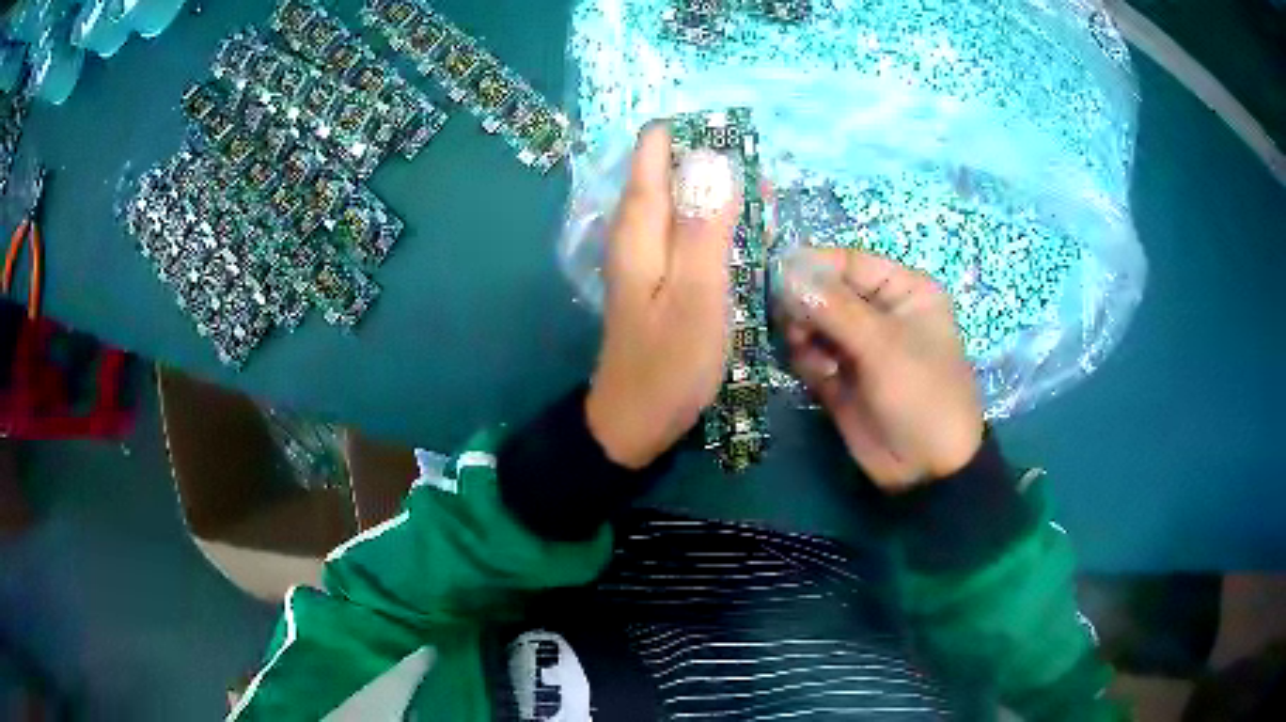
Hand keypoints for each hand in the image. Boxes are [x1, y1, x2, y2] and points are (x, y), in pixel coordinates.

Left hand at [585, 124, 740, 468]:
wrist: (637, 421)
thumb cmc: (669, 363)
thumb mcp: (696, 294)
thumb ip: (704, 227)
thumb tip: (712, 159)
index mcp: (639, 227)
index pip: (653, 152)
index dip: (690, 131)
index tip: (736, 126)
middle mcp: (638, 232)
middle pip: (671, 173)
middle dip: (714, 160)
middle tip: (765, 167)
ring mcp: (648, 256)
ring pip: (684, 202)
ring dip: (722, 191)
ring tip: (767, 193)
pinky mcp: (661, 277)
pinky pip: (690, 232)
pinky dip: (718, 223)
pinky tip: (748, 231)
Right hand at [779, 248, 983, 491]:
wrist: (926, 470)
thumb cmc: (921, 394)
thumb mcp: (884, 346)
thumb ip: (834, 308)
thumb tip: (785, 273)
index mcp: (903, 291)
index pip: (850, 262)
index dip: (814, 266)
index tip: (776, 277)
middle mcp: (879, 312)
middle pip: (825, 291)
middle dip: (805, 305)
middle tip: (793, 325)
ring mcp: (858, 345)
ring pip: (812, 323)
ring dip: (803, 334)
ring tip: (810, 355)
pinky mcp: (839, 376)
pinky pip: (810, 354)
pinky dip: (806, 360)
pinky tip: (817, 376)